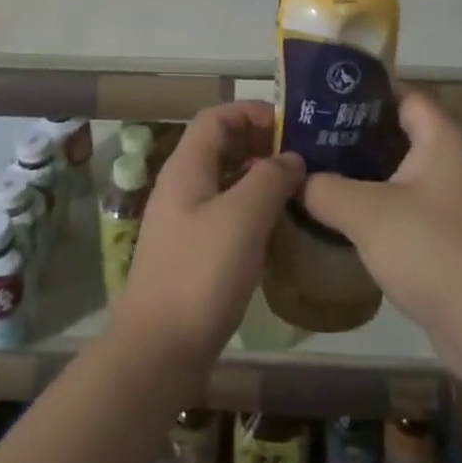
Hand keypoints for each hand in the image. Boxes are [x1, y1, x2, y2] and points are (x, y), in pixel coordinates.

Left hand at [117, 102, 305, 366]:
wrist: (158, 350)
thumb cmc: (201, 274)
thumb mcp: (243, 217)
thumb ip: (270, 178)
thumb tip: (291, 158)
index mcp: (187, 167)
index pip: (216, 117)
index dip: (251, 112)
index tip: (290, 125)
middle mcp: (182, 186)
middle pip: (221, 146)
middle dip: (260, 143)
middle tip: (303, 156)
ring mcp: (185, 220)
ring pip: (225, 181)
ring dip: (259, 177)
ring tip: (299, 188)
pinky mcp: (192, 251)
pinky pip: (226, 213)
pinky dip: (252, 209)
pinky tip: (279, 228)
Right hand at [299, 90, 461, 366]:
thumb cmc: (432, 250)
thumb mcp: (366, 214)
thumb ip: (325, 188)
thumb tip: (296, 179)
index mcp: (442, 137)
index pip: (401, 93)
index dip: (361, 92)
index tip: (320, 99)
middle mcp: (453, 158)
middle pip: (398, 130)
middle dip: (353, 132)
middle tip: (308, 136)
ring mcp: (454, 197)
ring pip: (401, 169)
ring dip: (363, 170)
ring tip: (316, 170)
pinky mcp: (450, 231)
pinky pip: (407, 201)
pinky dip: (377, 201)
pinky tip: (342, 213)